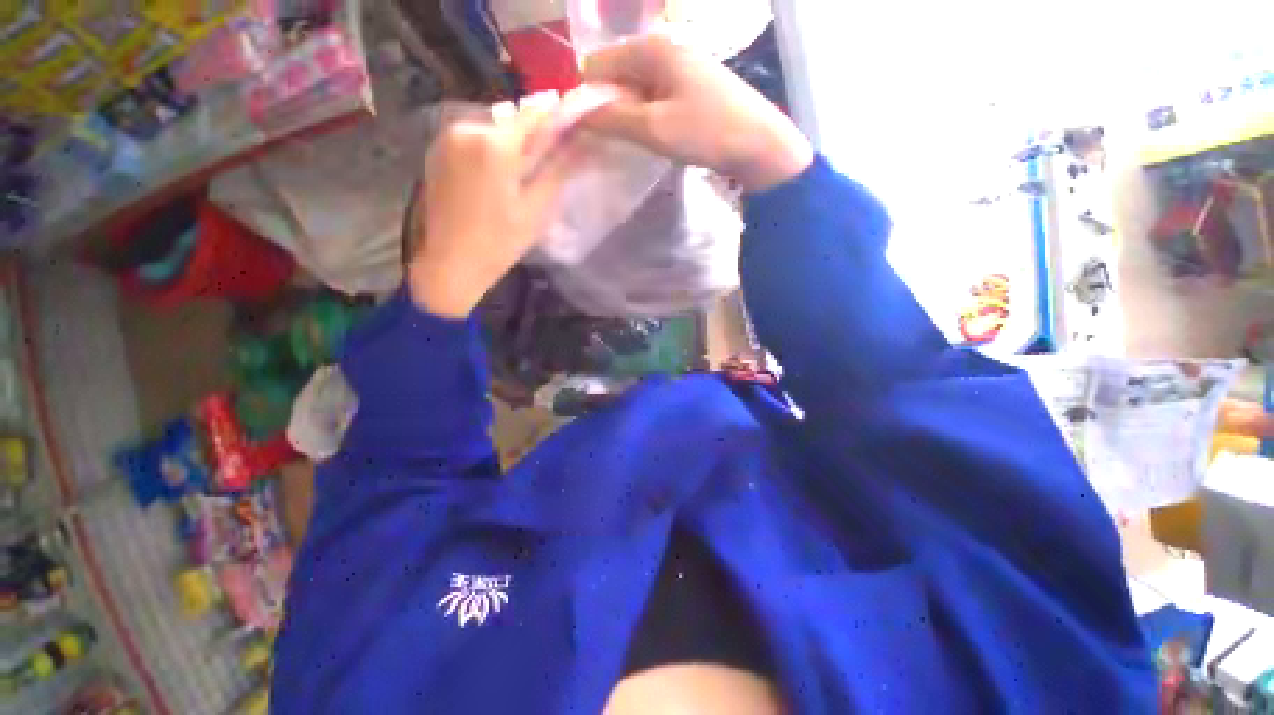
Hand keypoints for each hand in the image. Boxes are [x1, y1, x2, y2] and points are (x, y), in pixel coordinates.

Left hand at [408, 100, 583, 317]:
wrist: (451, 263)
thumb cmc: (499, 241)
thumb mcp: (536, 210)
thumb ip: (558, 171)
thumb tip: (583, 145)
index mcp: (494, 143)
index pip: (534, 116)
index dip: (557, 120)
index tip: (574, 132)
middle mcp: (466, 128)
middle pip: (511, 122)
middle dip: (531, 140)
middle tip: (544, 169)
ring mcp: (447, 138)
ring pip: (492, 130)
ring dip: (510, 147)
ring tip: (518, 179)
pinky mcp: (437, 151)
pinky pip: (472, 140)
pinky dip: (489, 152)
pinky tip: (494, 181)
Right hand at [582, 35, 812, 192]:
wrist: (760, 144)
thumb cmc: (706, 132)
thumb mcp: (653, 128)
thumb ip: (612, 118)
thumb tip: (576, 114)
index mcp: (651, 49)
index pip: (597, 65)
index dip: (587, 97)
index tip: (589, 131)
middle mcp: (664, 48)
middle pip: (618, 73)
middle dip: (609, 105)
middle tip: (614, 140)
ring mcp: (682, 66)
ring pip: (638, 87)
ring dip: (629, 113)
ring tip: (637, 141)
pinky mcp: (694, 86)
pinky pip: (657, 96)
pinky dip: (649, 115)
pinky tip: (657, 135)